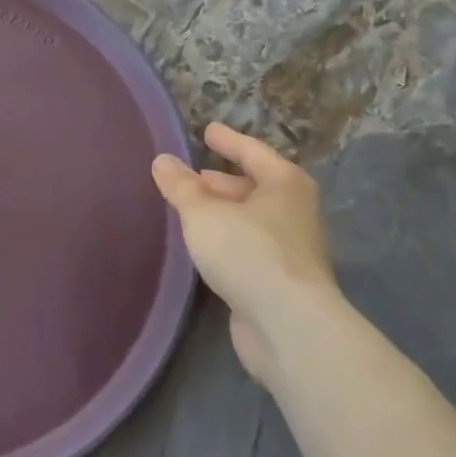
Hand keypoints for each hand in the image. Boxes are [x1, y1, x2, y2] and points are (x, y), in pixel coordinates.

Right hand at [152, 122, 340, 390]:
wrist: (289, 326)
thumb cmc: (248, 253)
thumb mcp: (203, 214)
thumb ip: (180, 186)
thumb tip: (162, 160)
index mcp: (284, 184)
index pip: (251, 151)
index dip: (227, 140)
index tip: (207, 130)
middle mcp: (294, 211)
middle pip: (253, 186)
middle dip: (220, 182)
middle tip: (189, 178)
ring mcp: (291, 248)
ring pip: (250, 220)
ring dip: (222, 213)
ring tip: (188, 211)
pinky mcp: (280, 281)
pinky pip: (248, 248)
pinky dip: (226, 240)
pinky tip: (203, 247)